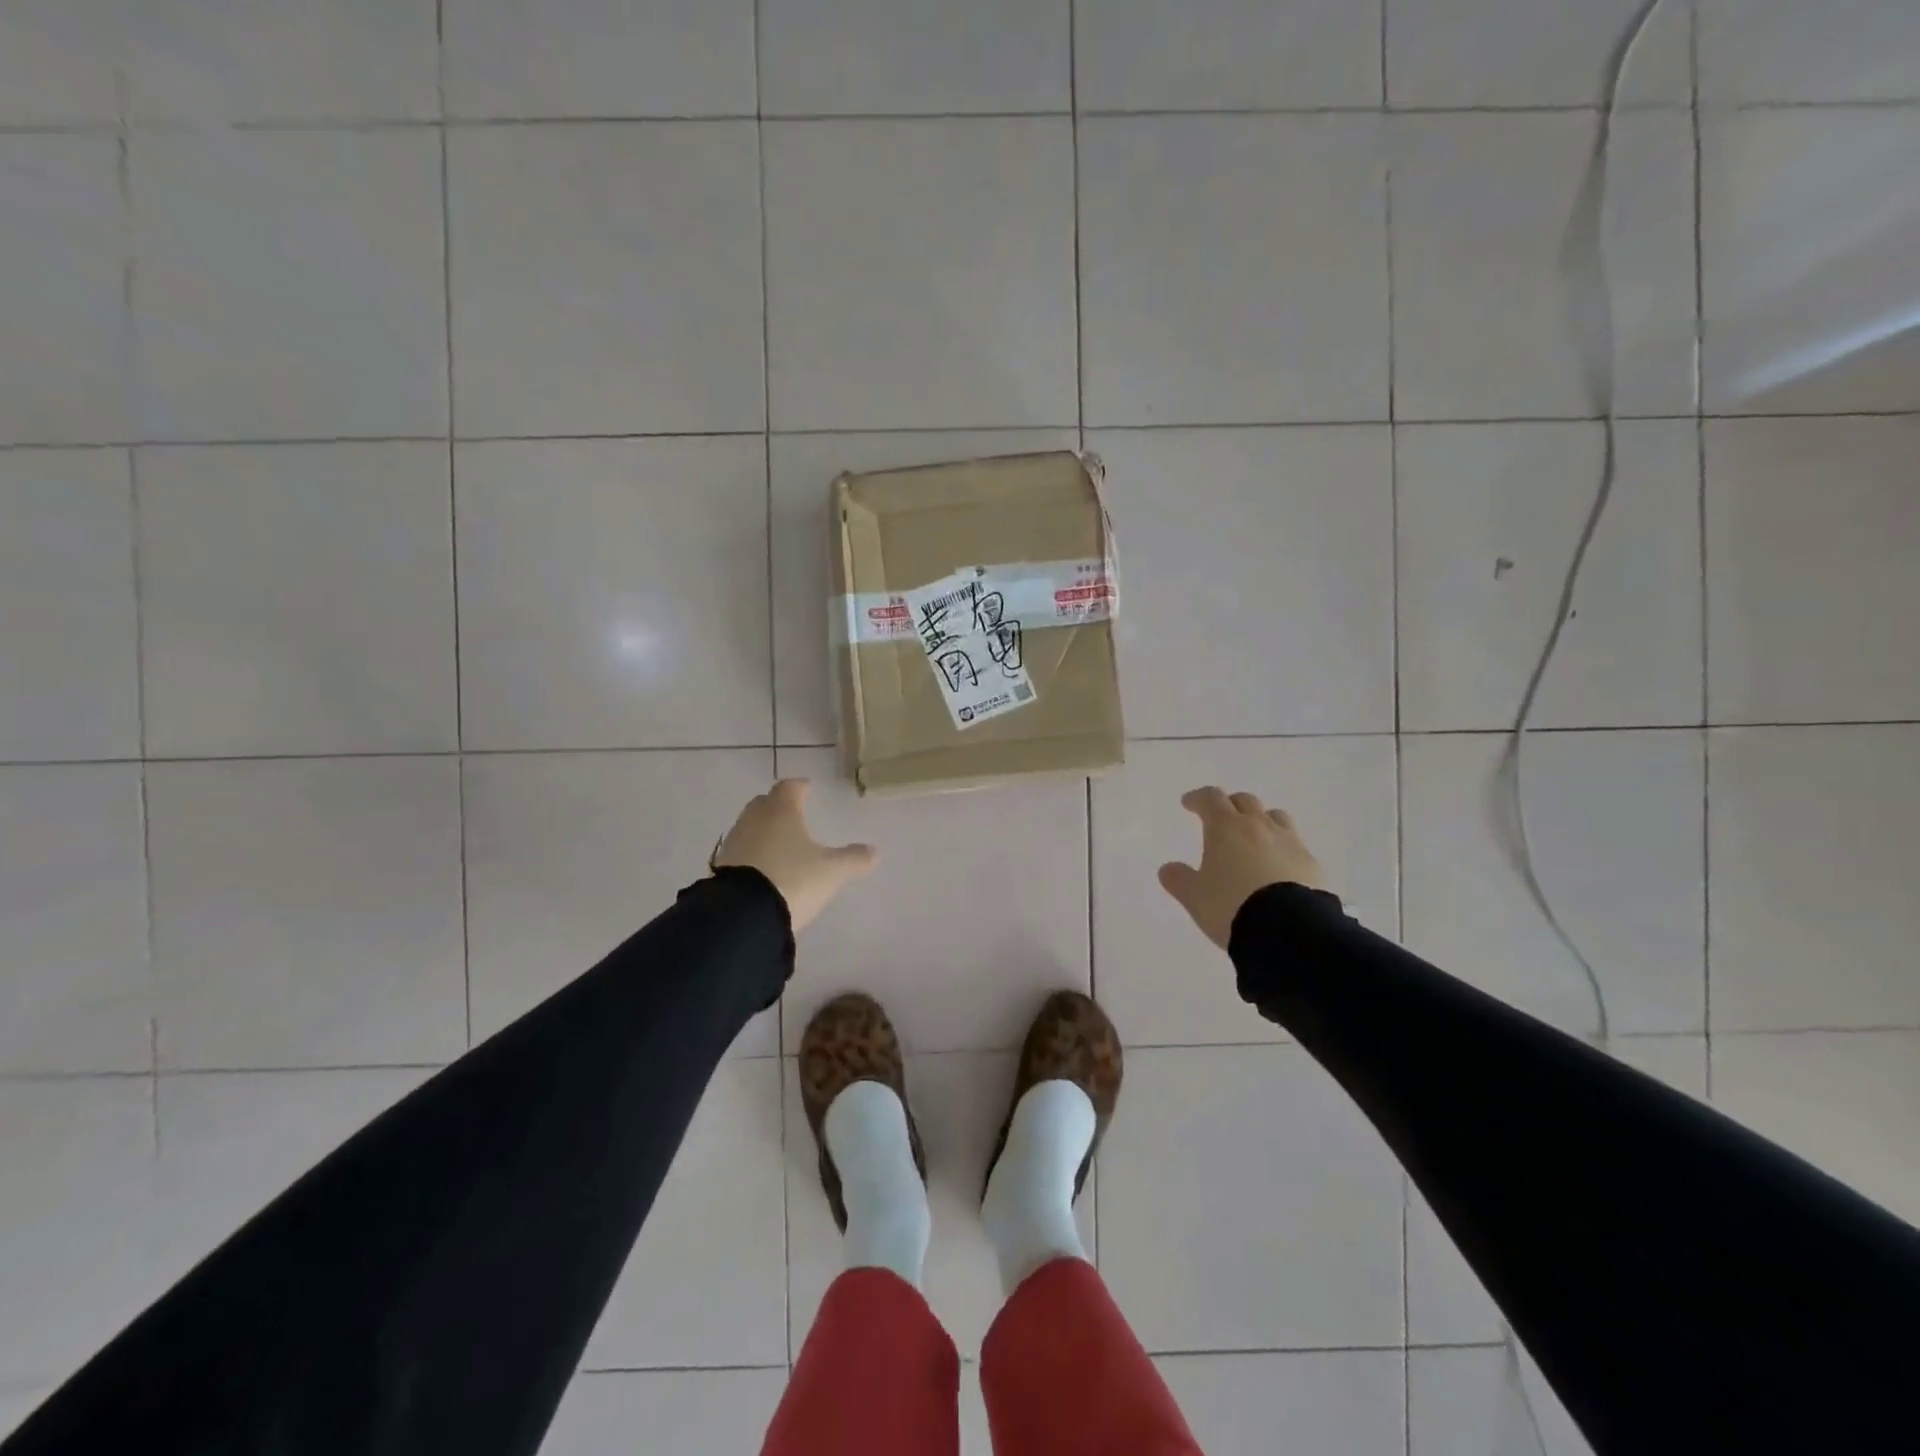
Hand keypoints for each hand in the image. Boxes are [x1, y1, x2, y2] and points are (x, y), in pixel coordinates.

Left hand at [714, 779, 876, 931]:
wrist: (743, 915)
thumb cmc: (793, 879)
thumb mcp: (831, 872)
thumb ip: (853, 859)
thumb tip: (874, 851)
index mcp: (781, 810)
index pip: (790, 787)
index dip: (800, 787)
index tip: (807, 788)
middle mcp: (754, 819)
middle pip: (765, 803)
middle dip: (778, 806)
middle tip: (792, 813)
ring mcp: (733, 842)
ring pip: (750, 826)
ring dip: (762, 830)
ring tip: (778, 843)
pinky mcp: (720, 867)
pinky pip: (740, 851)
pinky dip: (751, 853)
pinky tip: (761, 868)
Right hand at [1158, 787, 1325, 949]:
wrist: (1289, 930)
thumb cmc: (1231, 906)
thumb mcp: (1195, 897)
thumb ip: (1179, 880)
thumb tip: (1168, 869)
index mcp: (1226, 827)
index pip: (1211, 798)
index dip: (1198, 798)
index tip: (1189, 804)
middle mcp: (1259, 826)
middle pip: (1245, 801)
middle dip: (1230, 805)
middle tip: (1221, 818)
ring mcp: (1290, 843)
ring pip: (1275, 817)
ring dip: (1261, 820)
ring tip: (1254, 836)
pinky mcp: (1312, 864)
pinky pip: (1295, 845)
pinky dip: (1283, 848)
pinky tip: (1279, 865)